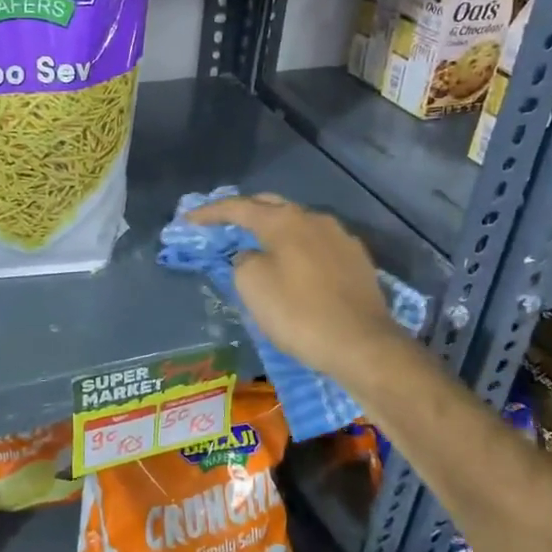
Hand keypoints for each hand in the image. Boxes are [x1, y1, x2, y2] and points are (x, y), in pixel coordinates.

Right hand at [188, 194, 406, 380]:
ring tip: (259, 246)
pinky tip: (295, 267)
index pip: (238, 207)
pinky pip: (318, 245)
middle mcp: (315, 219)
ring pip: (298, 225)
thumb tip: (252, 255)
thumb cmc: (299, 313)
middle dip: (245, 212)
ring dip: (275, 231)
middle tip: (224, 225)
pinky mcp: (358, 261)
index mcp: (285, 220)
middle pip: (272, 206)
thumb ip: (243, 261)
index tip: (188, 220)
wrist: (363, 345)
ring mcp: (341, 238)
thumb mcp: (253, 286)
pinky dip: (298, 250)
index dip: (209, 212)